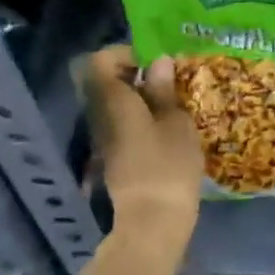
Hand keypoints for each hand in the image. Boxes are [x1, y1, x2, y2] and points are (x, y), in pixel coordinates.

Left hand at [85, 45, 202, 238]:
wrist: (153, 221)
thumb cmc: (168, 165)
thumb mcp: (175, 123)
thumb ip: (163, 91)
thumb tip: (157, 62)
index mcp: (112, 101)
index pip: (100, 61)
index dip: (124, 53)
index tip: (153, 59)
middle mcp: (99, 116)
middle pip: (104, 83)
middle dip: (133, 75)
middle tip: (167, 80)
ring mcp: (104, 139)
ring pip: (113, 105)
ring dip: (138, 98)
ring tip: (171, 103)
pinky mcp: (113, 158)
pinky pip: (120, 124)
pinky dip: (139, 118)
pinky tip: (166, 128)